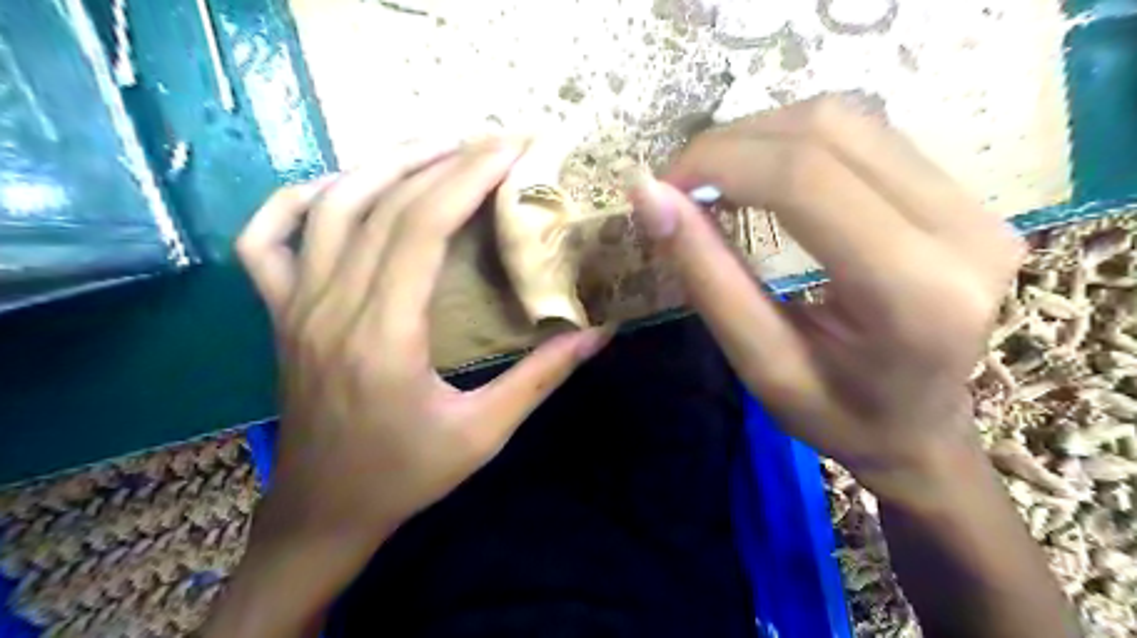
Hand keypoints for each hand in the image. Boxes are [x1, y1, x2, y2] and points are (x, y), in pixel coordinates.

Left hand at [235, 138, 612, 551]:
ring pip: (330, 206)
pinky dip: (299, 199)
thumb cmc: (406, 475)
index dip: (468, 177)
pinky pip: (267, 239)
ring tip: (439, 147)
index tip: (512, 149)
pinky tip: (340, 186)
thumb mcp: (484, 433)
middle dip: (444, 159)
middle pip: (383, 204)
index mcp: (384, 336)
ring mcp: (294, 306)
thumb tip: (598, 333)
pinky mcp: (280, 313)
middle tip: (493, 140)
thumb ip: (541, 378)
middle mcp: (331, 307)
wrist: (325, 511)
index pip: (422, 226)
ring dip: (385, 164)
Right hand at [625, 94, 1025, 503]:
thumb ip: (706, 276)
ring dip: (761, 137)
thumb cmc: (838, 416)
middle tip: (681, 185)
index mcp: (914, 292)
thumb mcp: (759, 363)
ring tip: (714, 180)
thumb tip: (649, 196)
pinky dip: (795, 144)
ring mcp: (977, 205)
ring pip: (848, 119)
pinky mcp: (968, 196)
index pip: (804, 179)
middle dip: (732, 144)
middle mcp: (963, 230)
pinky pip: (867, 135)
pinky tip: (763, 177)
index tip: (661, 188)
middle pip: (829, 130)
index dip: (719, 163)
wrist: (922, 430)